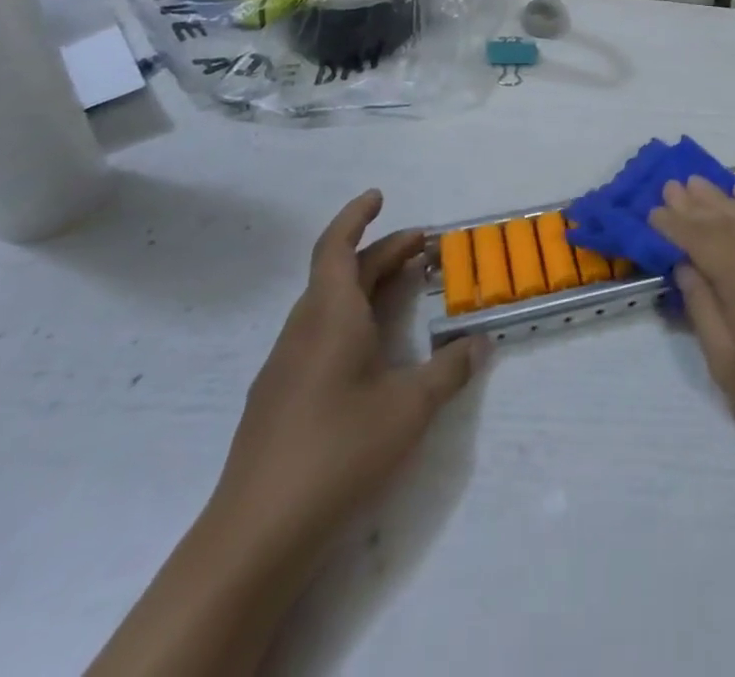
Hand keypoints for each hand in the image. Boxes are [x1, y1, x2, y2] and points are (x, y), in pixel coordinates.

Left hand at [208, 191, 484, 556]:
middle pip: (339, 273)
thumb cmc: (337, 453)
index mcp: (330, 318)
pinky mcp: (280, 399)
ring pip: (327, 304)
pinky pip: (319, 334)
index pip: (337, 249)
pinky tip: (373, 349)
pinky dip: (351, 318)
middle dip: (381, 253)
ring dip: (365, 285)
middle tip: (424, 247)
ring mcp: (285, 367)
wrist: (254, 538)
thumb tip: (480, 342)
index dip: (356, 217)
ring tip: (404, 288)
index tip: (379, 196)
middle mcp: (303, 331)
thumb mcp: (411, 408)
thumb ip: (450, 369)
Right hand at [649, 178, 734, 475]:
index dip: (675, 225)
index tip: (652, 210)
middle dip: (697, 203)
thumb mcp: (732, 370)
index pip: (701, 240)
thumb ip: (705, 311)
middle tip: (673, 183)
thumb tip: (686, 267)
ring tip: (703, 183)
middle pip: (728, 220)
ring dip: (726, 198)